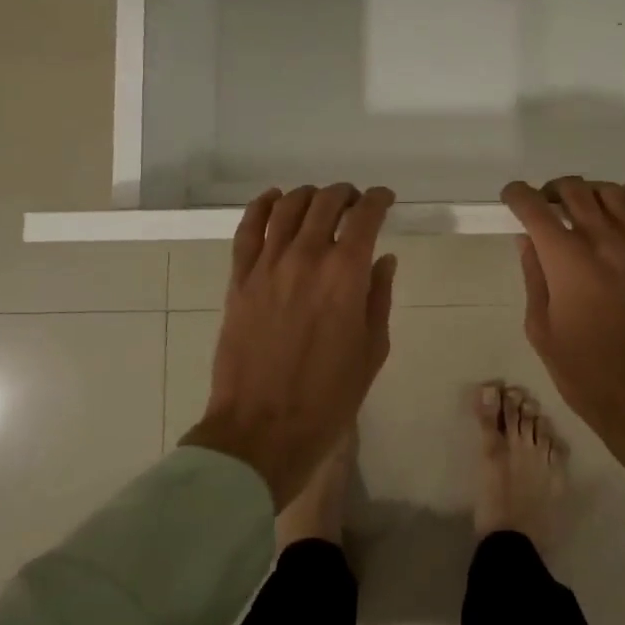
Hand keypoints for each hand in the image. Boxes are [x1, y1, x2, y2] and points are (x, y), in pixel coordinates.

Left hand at [181, 185, 396, 509]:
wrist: (262, 429)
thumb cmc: (329, 396)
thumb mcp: (372, 349)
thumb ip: (379, 297)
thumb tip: (383, 260)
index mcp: (345, 274)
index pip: (365, 216)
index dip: (378, 200)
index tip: (385, 200)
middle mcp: (306, 257)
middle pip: (325, 202)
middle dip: (345, 195)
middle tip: (354, 202)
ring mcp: (267, 266)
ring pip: (287, 207)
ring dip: (308, 195)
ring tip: (318, 201)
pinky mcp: (239, 279)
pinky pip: (247, 229)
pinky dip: (261, 206)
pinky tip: (272, 199)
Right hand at [502, 178, 624, 491]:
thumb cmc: (587, 375)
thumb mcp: (542, 331)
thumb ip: (535, 278)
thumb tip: (528, 241)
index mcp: (566, 261)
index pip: (535, 208)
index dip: (517, 195)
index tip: (511, 197)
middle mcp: (603, 242)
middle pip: (574, 191)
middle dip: (551, 190)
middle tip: (543, 206)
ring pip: (611, 193)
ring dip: (588, 191)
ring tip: (579, 207)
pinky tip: (621, 204)